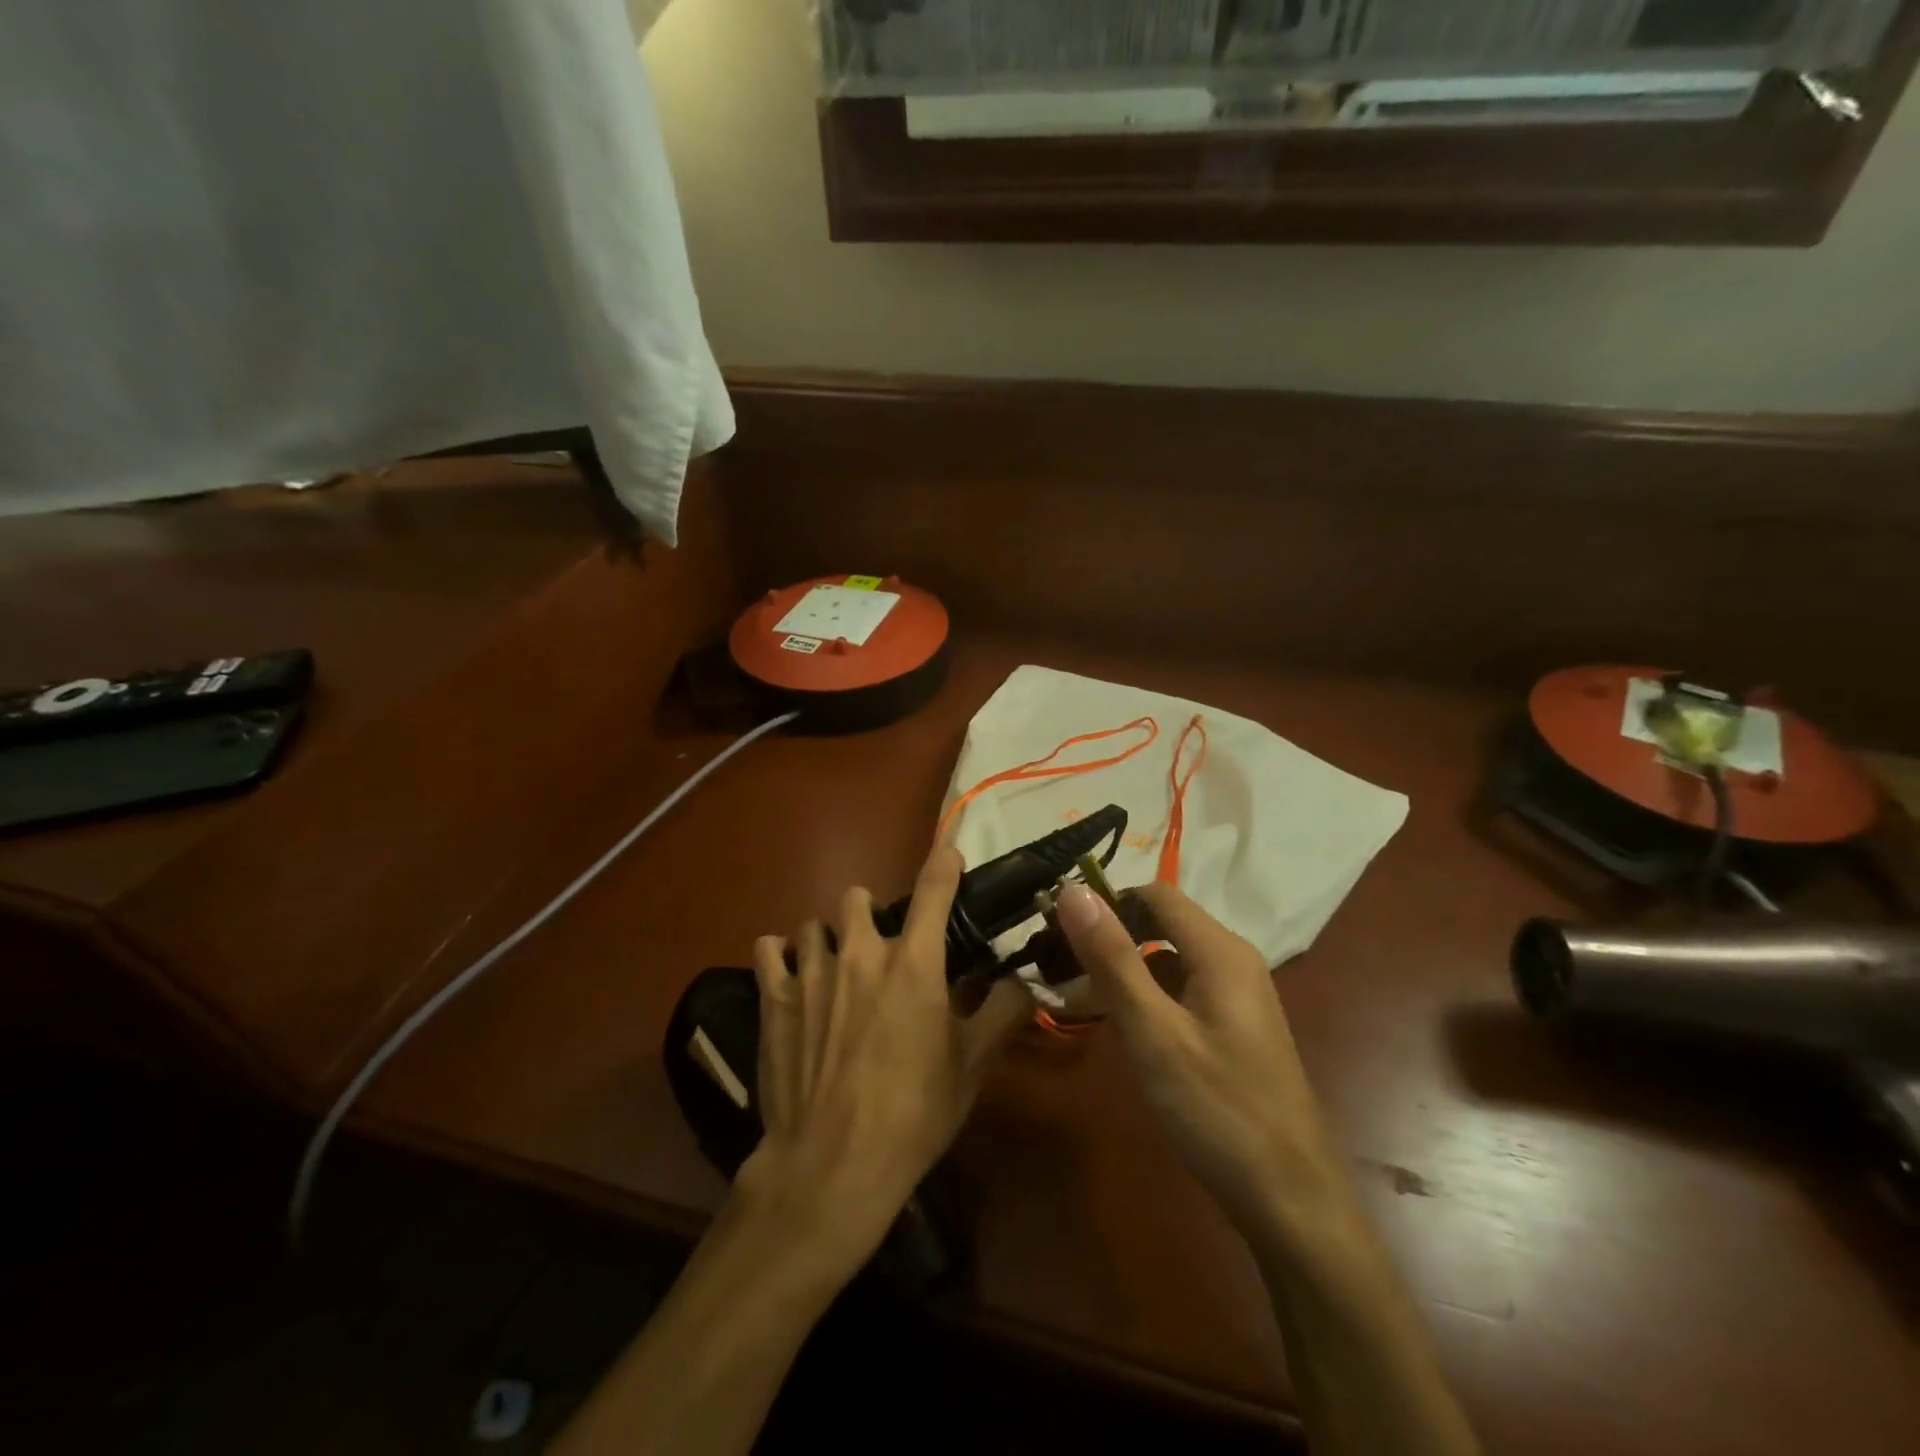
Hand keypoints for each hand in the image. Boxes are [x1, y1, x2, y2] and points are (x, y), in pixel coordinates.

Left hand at [738, 847, 1031, 1277]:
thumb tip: (1024, 981)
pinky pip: (769, 948)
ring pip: (814, 924)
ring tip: (833, 971)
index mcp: (914, 962)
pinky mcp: (774, 996)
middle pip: (858, 897)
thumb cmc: (913, 1113)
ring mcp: (811, 970)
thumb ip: (1002, 1013)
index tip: (949, 855)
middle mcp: (861, 951)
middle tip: (879, 954)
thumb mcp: (971, 1066)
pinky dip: (780, 956)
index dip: (944, 864)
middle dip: (870, 915)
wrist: (833, 1164)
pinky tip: (790, 977)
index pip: (933, 889)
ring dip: (827, 939)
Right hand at [1053, 881, 1336, 1231]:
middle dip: (1110, 938)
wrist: (1291, 1202)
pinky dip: (1146, 997)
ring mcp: (1237, 995)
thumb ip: (1111, 958)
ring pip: (1168, 959)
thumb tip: (1072, 888)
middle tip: (1058, 969)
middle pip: (1161, 923)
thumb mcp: (1153, 1032)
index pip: (1154, 893)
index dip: (1106, 903)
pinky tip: (1119, 1029)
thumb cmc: (1217, 1110)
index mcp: (1220, 951)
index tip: (1058, 930)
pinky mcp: (1233, 1026)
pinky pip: (1181, 990)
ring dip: (1123, 970)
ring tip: (1075, 1000)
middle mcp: (1233, 961)